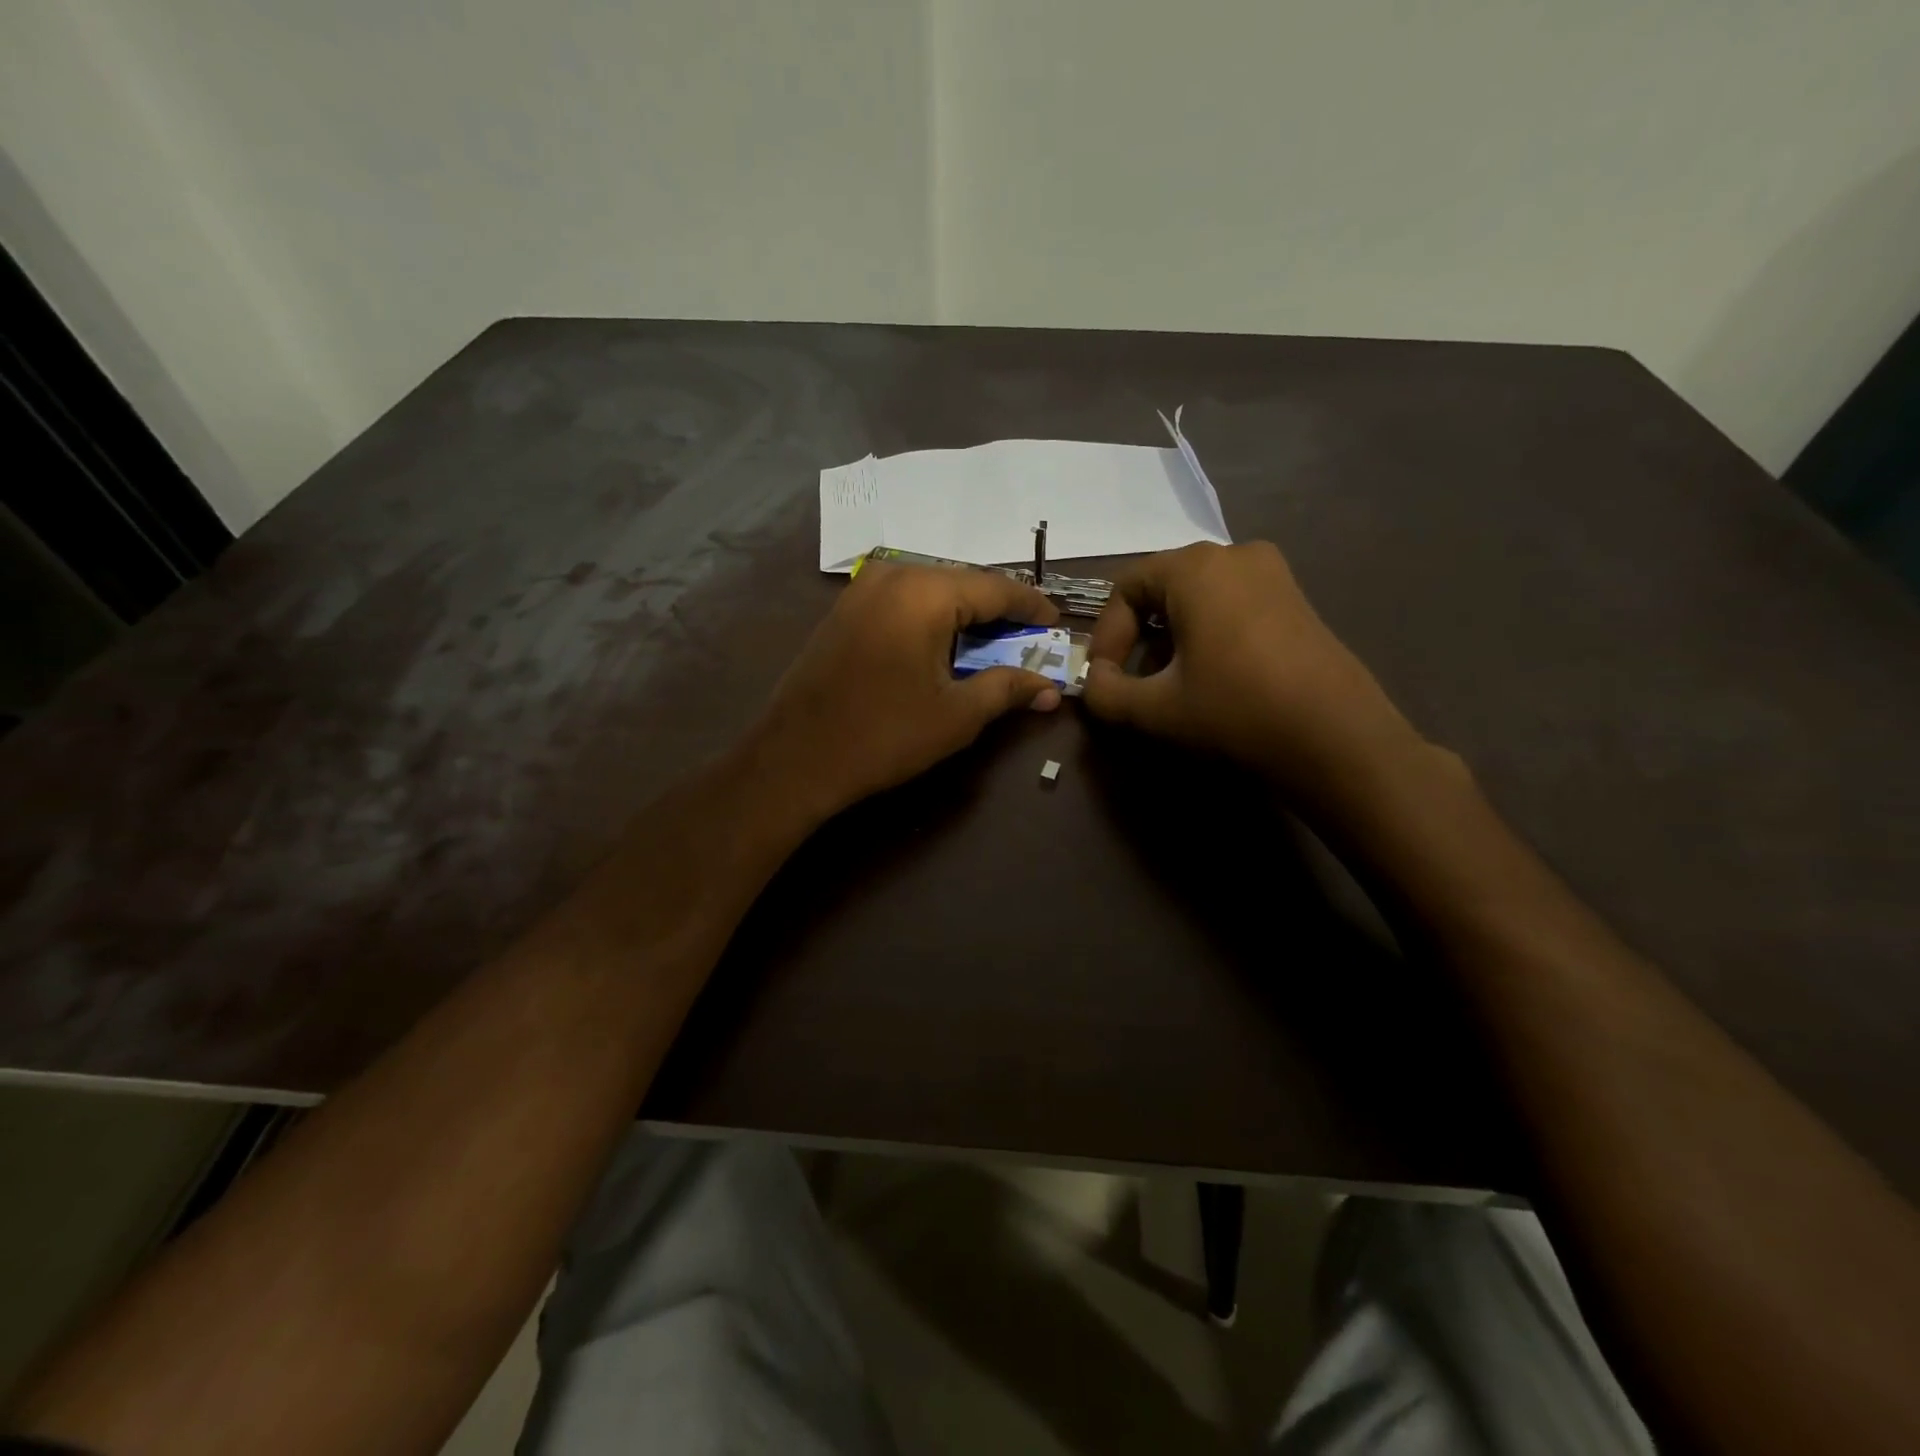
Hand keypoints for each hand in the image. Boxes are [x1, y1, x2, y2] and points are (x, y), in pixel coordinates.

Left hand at [746, 562, 1061, 821]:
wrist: (797, 757)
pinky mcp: (844, 608)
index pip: (994, 588)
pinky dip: (931, 616)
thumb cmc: (883, 735)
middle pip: (962, 582)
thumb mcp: (956, 715)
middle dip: (997, 609)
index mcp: (924, 593)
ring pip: (931, 589)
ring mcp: (862, 589)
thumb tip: (1051, 689)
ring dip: (963, 612)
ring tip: (991, 640)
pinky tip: (944, 642)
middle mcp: (893, 576)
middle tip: (1027, 636)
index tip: (1054, 623)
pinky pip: (902, 600)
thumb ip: (1007, 689)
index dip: (1030, 607)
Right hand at [1080, 541, 1420, 793]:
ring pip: (1198, 597)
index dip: (1106, 635)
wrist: (1337, 738)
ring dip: (1172, 636)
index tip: (1105, 678)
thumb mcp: (1154, 709)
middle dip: (1138, 636)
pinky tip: (1213, 674)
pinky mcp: (1296, 598)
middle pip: (1162, 588)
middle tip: (1135, 681)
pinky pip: (1232, 603)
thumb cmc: (1235, 711)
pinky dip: (1208, 632)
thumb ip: (1105, 694)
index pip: (1126, 587)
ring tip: (1171, 682)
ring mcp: (1273, 573)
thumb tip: (1094, 683)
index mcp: (1194, 567)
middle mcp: (1234, 554)